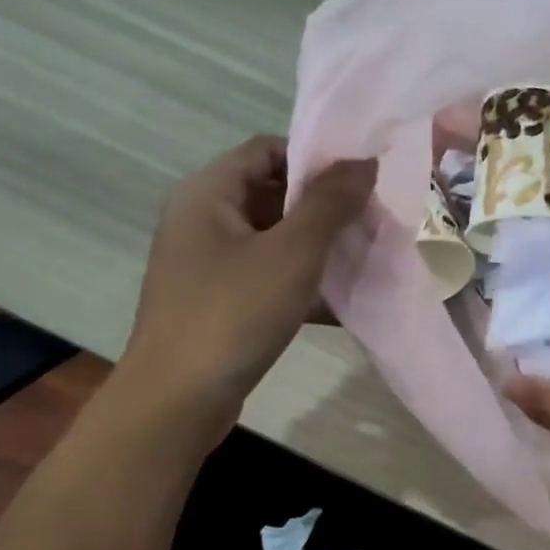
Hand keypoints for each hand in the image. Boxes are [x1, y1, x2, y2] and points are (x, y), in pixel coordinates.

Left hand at [119, 136, 374, 429]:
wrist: (179, 399)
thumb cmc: (234, 313)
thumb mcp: (292, 253)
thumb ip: (330, 203)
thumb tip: (364, 161)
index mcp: (208, 194)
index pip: (266, 150)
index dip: (315, 158)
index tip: (361, 181)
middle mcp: (202, 222)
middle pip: (271, 194)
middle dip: (323, 208)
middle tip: (371, 223)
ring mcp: (208, 267)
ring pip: (273, 242)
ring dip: (318, 249)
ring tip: (365, 260)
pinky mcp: (219, 305)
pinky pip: (267, 280)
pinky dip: (301, 285)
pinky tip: (342, 305)